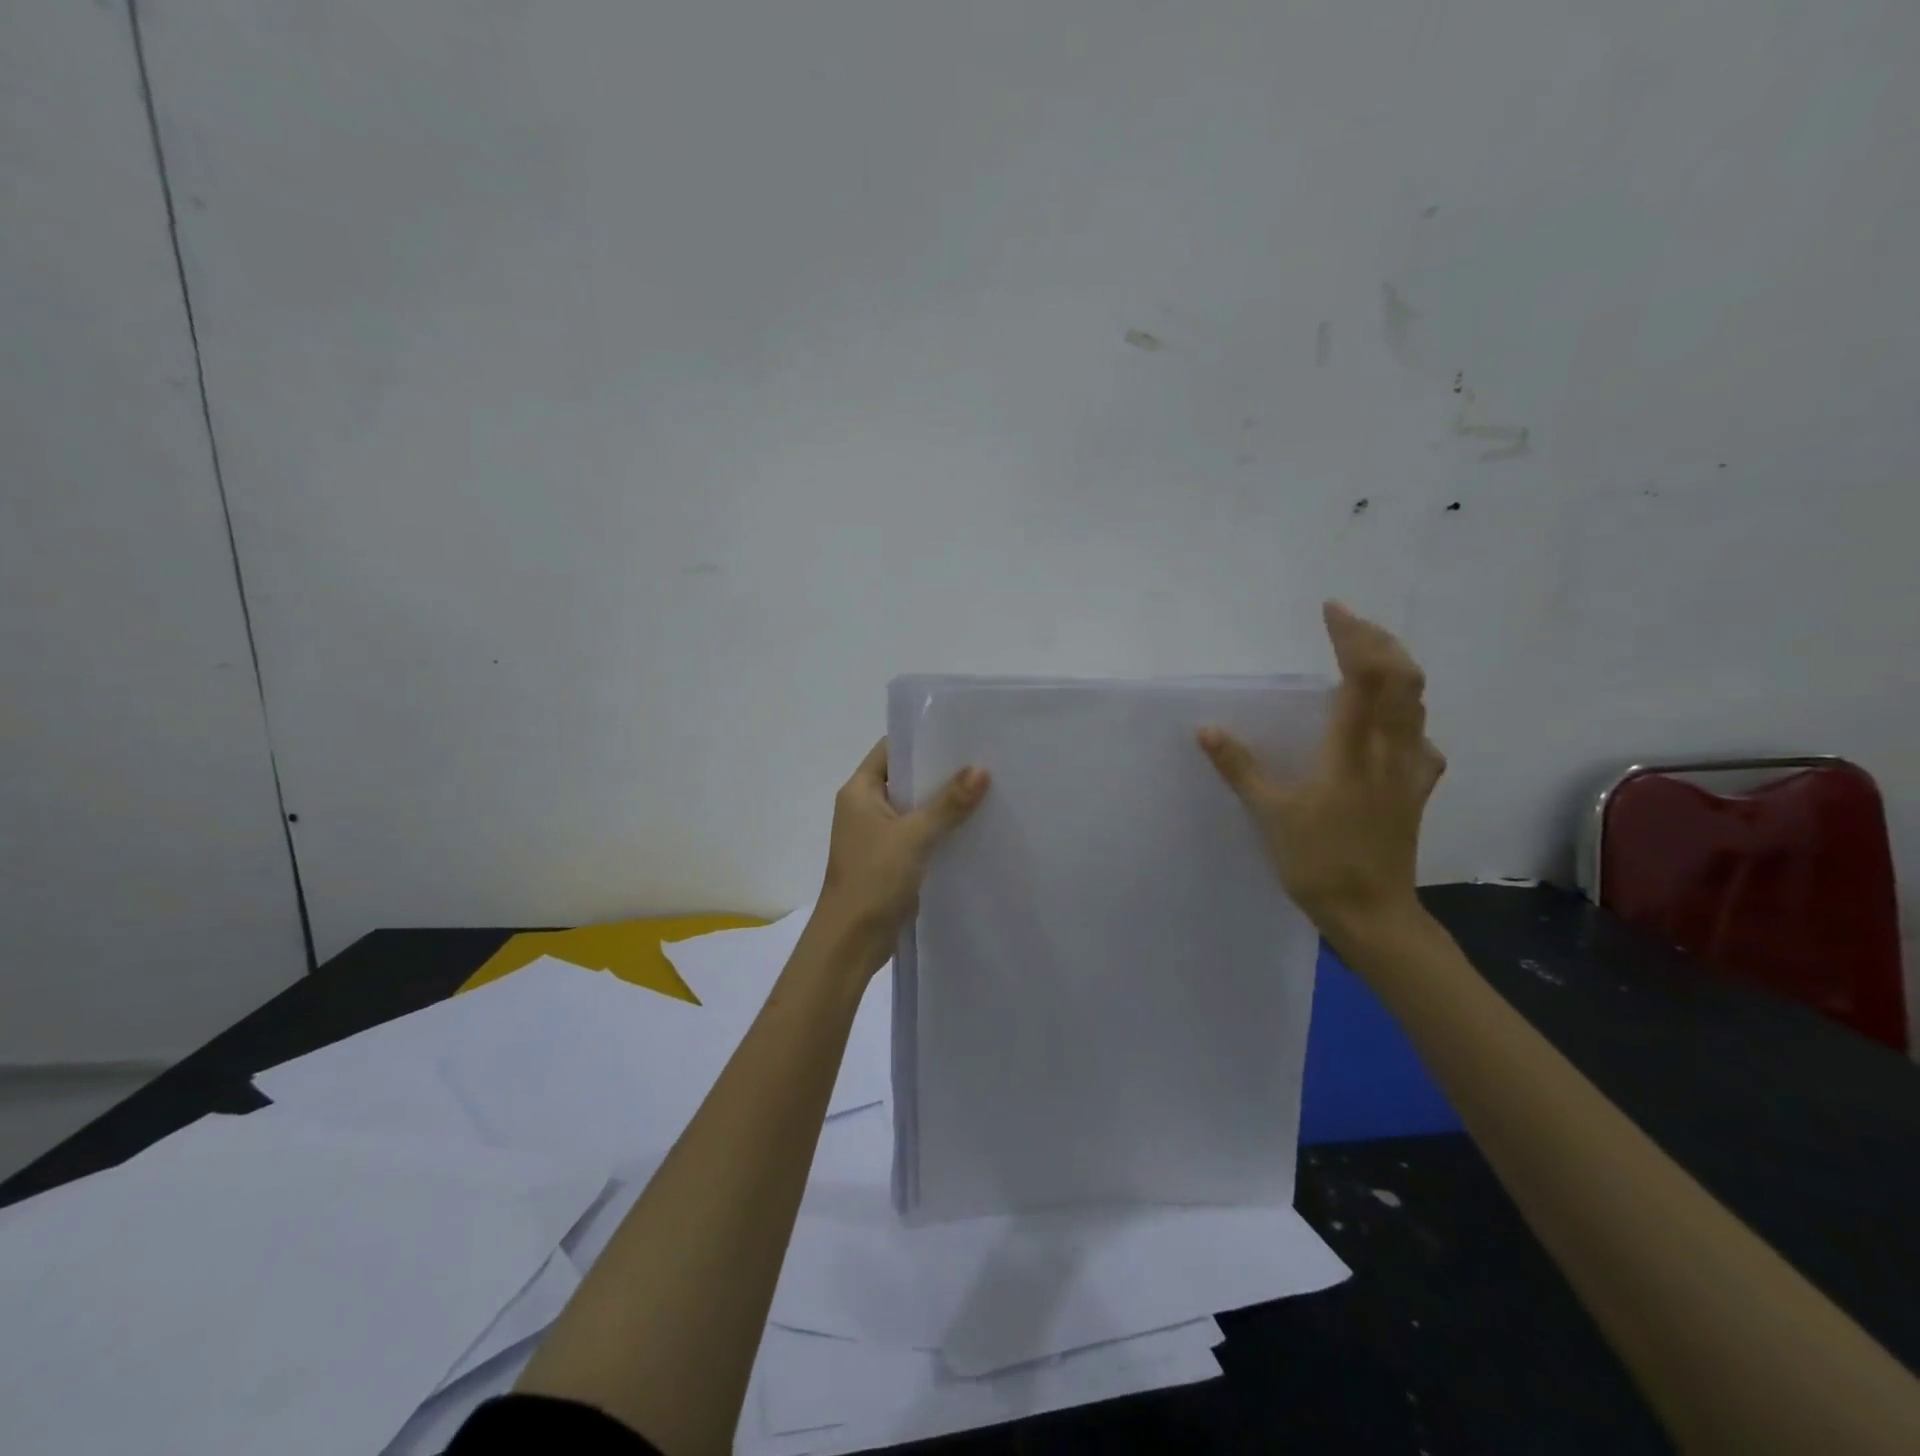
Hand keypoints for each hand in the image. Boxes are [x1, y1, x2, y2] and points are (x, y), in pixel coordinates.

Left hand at [812, 739, 989, 975]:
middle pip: (906, 778)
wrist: (852, 940)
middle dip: (940, 771)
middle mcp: (866, 807)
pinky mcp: (892, 859)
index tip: (960, 733)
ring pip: (916, 808)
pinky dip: (942, 829)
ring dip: (944, 802)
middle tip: (984, 758)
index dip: (922, 739)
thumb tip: (981, 769)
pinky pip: (920, 834)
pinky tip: (974, 826)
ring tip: (987, 787)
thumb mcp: (913, 836)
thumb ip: (947, 803)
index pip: (891, 750)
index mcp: (860, 791)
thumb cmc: (873, 878)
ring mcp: (879, 834)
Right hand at [1200, 600, 1444, 944]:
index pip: (1363, 678)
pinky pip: (1418, 736)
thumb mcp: (1270, 815)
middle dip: (1378, 641)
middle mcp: (1391, 750)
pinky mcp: (1416, 789)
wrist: (1372, 914)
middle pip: (1403, 679)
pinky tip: (1388, 725)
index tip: (1331, 610)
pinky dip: (1404, 713)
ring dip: (1394, 668)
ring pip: (1416, 703)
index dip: (1352, 638)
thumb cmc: (1318, 863)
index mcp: (1353, 752)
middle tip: (1349, 623)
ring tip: (1366, 656)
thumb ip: (1240, 768)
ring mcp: (1410, 770)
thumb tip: (1206, 729)